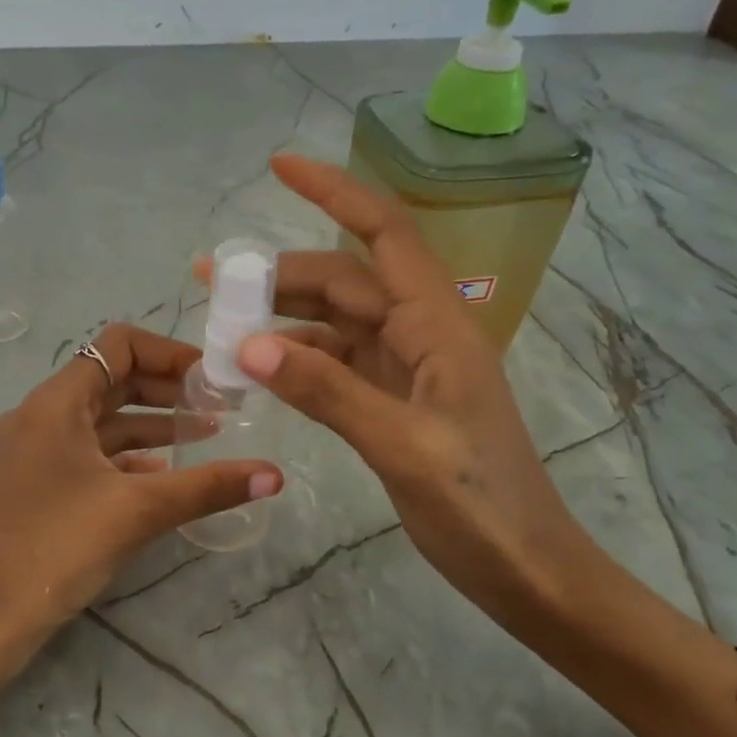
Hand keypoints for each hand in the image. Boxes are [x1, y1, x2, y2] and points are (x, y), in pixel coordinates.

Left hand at [0, 324, 282, 677]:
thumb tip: (275, 475)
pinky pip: (87, 457)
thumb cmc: (53, 549)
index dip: (169, 353)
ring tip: (206, 437)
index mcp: (54, 404)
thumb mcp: (137, 512)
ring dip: (151, 426)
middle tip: (219, 407)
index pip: (117, 346)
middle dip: (167, 390)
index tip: (212, 378)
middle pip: (111, 381)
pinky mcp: (33, 488)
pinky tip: (163, 478)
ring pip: (101, 423)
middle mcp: (39, 418)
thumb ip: (207, 487)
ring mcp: (32, 454)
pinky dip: (126, 459)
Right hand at [211, 154, 591, 614]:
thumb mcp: (402, 446)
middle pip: (343, 282)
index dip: (335, 193)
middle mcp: (420, 335)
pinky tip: (257, 369)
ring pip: (334, 324)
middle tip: (210, 281)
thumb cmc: (481, 506)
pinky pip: (334, 366)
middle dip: (278, 275)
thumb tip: (250, 345)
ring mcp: (405, 370)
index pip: (383, 236)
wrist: (526, 570)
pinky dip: (295, 362)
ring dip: (280, 319)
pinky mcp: (393, 402)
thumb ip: (327, 392)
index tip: (279, 166)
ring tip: (220, 325)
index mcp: (437, 327)